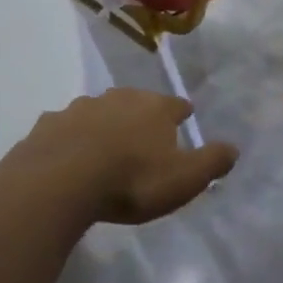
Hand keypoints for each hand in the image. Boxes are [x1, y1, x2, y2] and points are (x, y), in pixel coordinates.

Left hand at [1, 89, 236, 224]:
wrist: (60, 183)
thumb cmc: (131, 181)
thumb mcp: (184, 179)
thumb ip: (212, 162)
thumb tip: (234, 148)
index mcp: (154, 108)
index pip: (175, 105)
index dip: (181, 113)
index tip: (184, 117)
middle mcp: (118, 98)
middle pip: (135, 102)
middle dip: (141, 114)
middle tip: (144, 134)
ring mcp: (79, 108)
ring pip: (98, 111)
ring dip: (104, 124)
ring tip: (105, 145)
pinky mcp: (48, 125)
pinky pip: (65, 129)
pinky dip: (71, 138)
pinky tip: (69, 154)